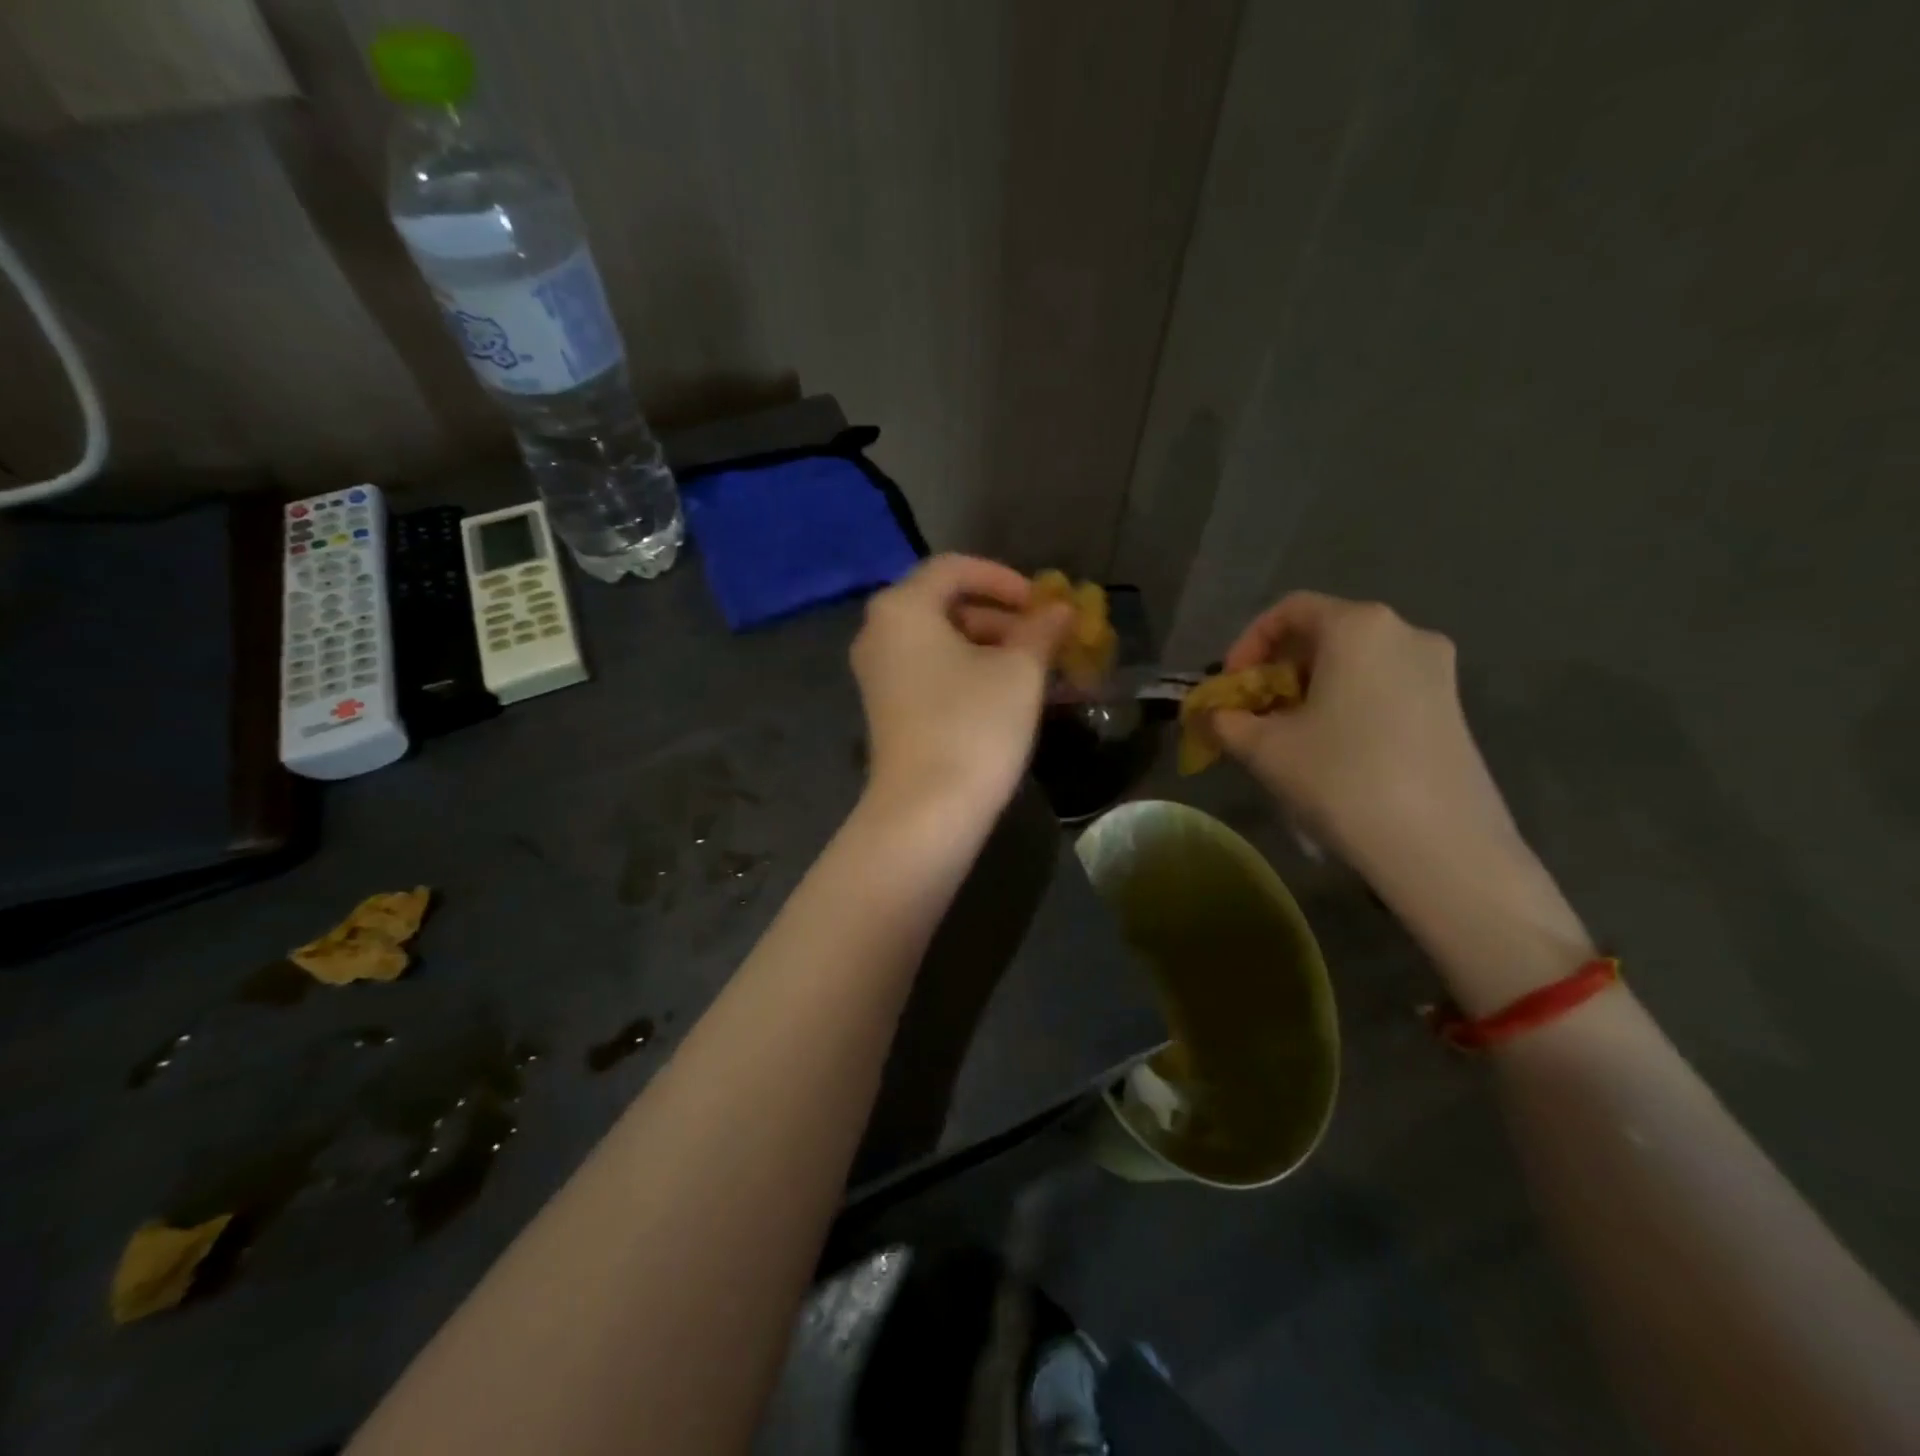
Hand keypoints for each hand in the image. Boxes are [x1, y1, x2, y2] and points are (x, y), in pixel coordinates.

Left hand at [850, 555, 1071, 823]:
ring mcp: (879, 674)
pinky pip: (932, 671)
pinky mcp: (888, 708)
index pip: (956, 568)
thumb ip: (1042, 629)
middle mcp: (880, 632)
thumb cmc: (974, 725)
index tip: (1043, 603)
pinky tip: (1010, 694)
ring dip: (993, 647)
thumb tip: (1061, 609)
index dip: (1005, 578)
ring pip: (942, 641)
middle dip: (1003, 617)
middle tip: (1047, 638)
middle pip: (947, 604)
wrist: (926, 811)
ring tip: (1039, 669)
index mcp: (903, 607)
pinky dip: (970, 672)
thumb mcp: (1019, 671)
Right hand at [1212, 592, 1523, 881]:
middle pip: (1324, 635)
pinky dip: (1348, 705)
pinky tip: (1334, 751)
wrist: (1440, 846)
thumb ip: (1226, 721)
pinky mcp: (1453, 707)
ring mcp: (1438, 670)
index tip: (1231, 686)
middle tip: (1255, 714)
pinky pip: (1385, 688)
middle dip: (1279, 671)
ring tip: (1290, 737)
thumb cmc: (1341, 777)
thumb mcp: (1265, 749)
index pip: (1289, 611)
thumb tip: (1210, 716)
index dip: (1248, 644)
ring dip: (1312, 691)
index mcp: (1358, 626)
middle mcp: (1405, 632)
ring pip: (1356, 664)